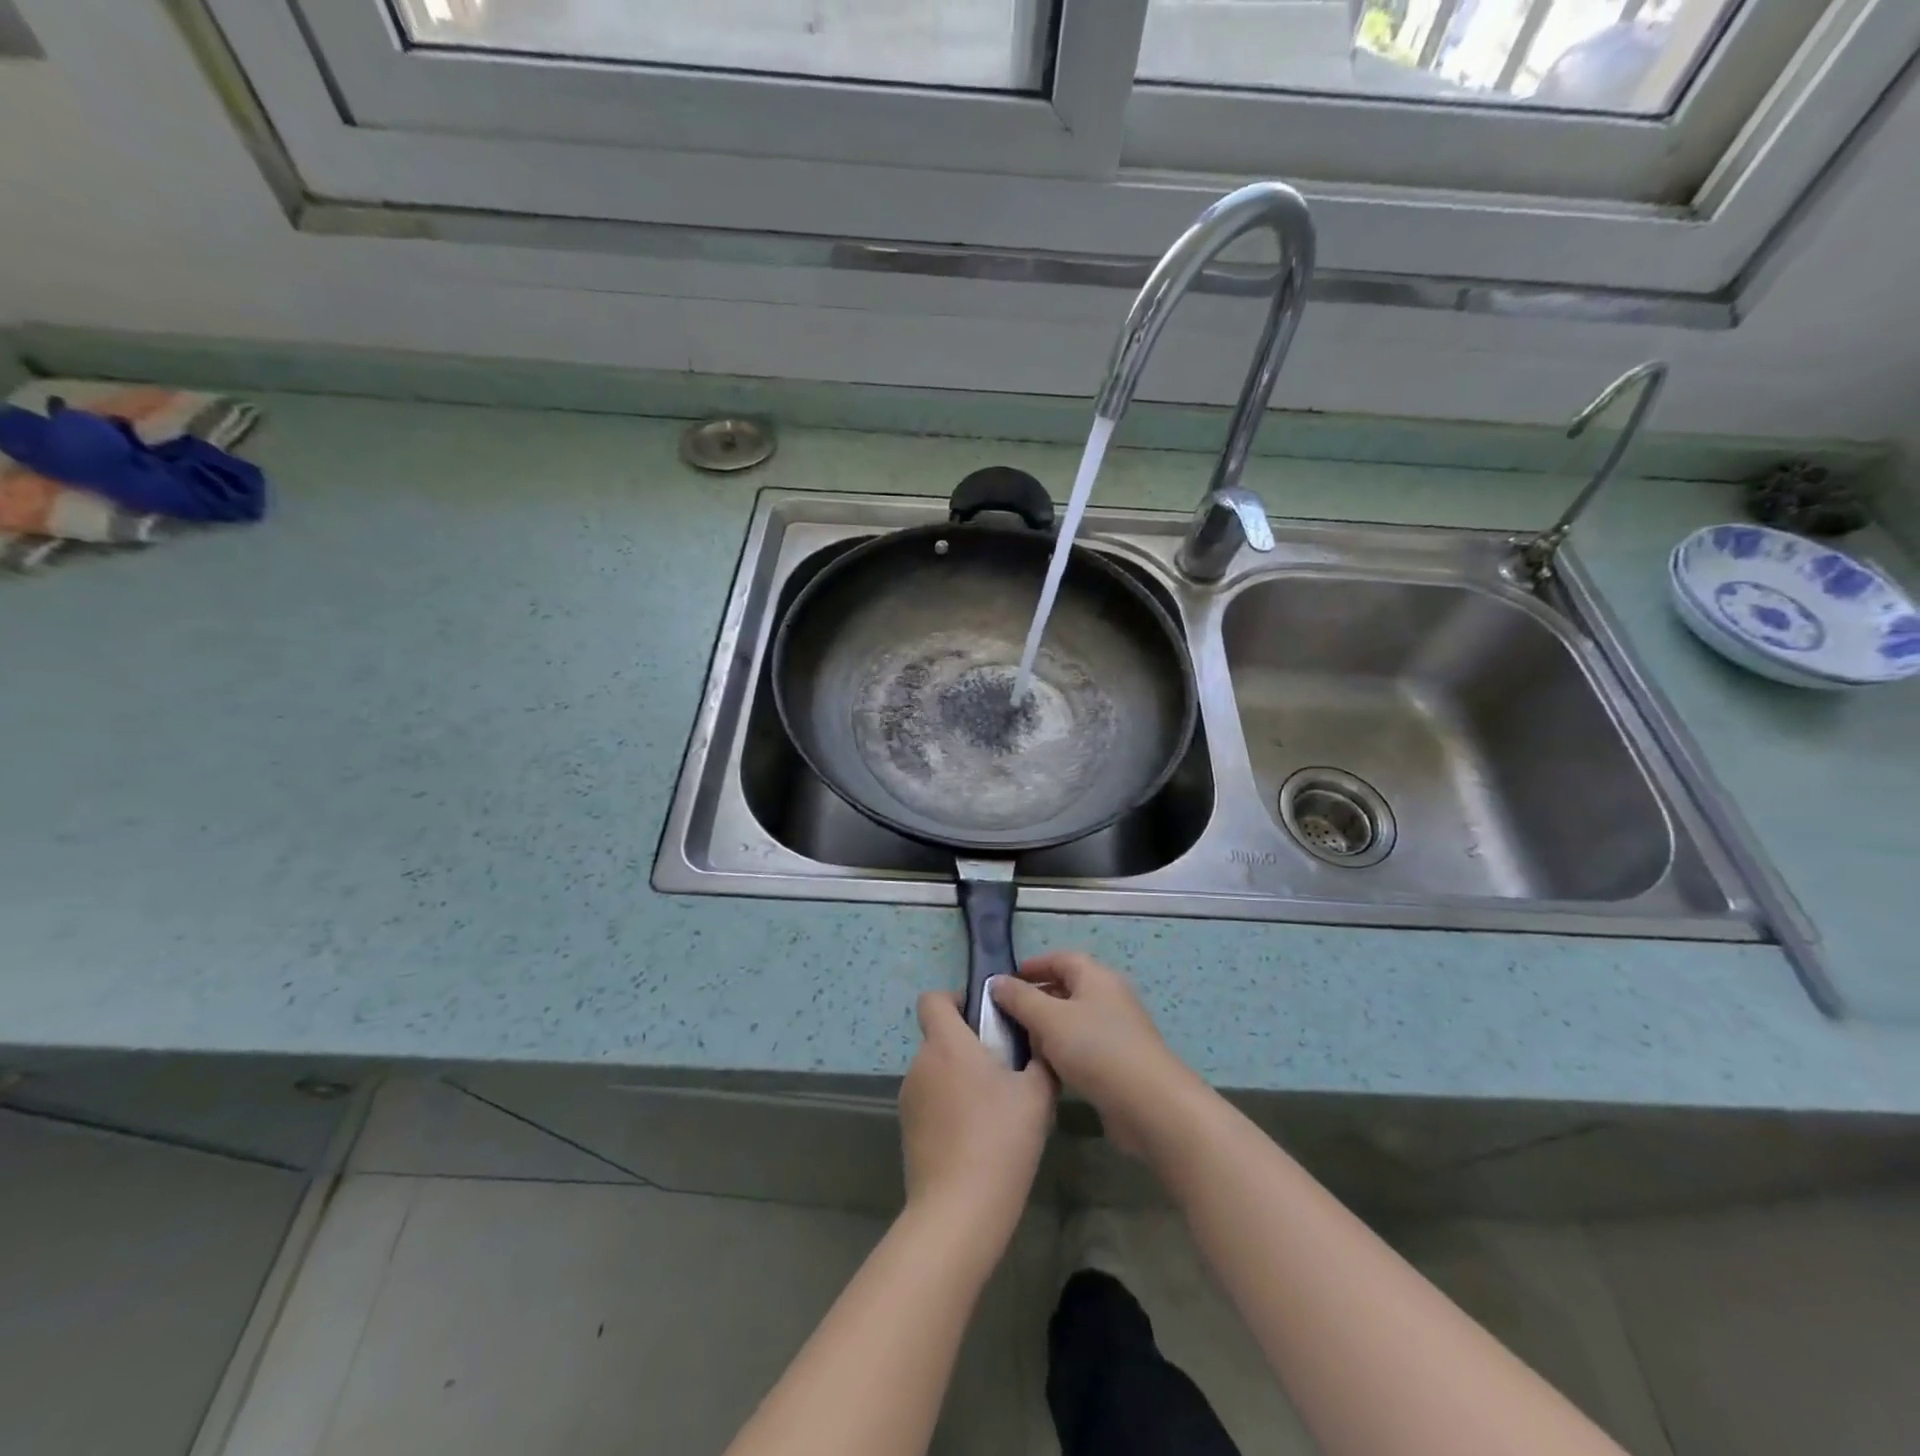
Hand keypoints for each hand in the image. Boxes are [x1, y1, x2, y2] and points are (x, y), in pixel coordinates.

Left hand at [898, 991, 1055, 1252]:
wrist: (959, 1211)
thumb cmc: (1000, 1140)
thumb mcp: (1036, 1095)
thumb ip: (1039, 1061)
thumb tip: (1039, 1046)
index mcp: (947, 1043)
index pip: (933, 999)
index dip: (956, 999)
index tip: (985, 1018)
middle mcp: (921, 1063)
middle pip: (940, 1037)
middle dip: (968, 1045)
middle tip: (1004, 1070)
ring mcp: (909, 1098)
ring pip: (937, 1071)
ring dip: (959, 1078)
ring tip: (994, 1109)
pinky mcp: (907, 1129)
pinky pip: (931, 1101)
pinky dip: (949, 1107)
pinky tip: (976, 1138)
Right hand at [990, 952, 1203, 1158]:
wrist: (1149, 1105)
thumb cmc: (1096, 1049)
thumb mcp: (1049, 1019)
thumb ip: (1020, 998)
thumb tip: (997, 981)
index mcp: (1096, 977)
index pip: (1061, 958)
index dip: (1033, 966)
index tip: (1005, 981)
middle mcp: (1109, 997)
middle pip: (1068, 988)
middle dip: (1036, 998)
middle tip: (1006, 1015)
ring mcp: (1118, 1030)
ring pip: (1074, 1020)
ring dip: (1047, 1028)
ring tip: (1020, 1044)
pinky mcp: (1120, 1061)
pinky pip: (1084, 1046)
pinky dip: (1063, 1051)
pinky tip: (1046, 1069)